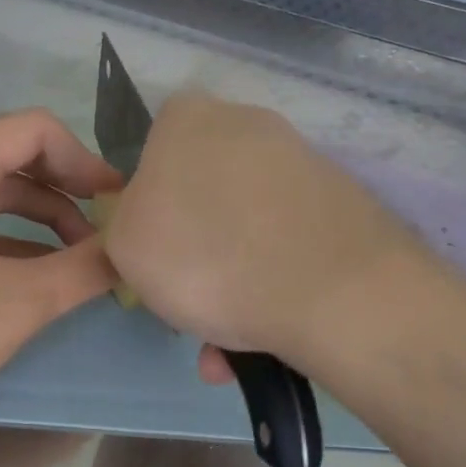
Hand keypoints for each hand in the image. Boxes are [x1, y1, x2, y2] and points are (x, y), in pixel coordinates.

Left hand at [0, 109, 120, 436]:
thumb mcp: (18, 300)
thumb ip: (84, 270)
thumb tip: (130, 253)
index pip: (36, 130)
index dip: (86, 161)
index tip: (118, 204)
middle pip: (13, 161)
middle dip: (67, 194)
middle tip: (105, 233)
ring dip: (39, 222)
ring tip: (76, 262)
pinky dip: (6, 244)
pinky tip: (28, 281)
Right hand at [102, 94, 424, 370]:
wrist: (330, 290)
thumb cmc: (204, 255)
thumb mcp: (125, 244)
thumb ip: (124, 224)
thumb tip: (153, 225)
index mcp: (188, 117)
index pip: (152, 152)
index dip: (148, 208)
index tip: (154, 254)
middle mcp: (248, 124)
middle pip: (203, 194)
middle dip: (195, 253)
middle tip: (189, 306)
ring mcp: (301, 162)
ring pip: (248, 229)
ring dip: (232, 285)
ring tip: (228, 348)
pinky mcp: (342, 202)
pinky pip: (289, 245)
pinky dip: (274, 287)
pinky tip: (268, 341)